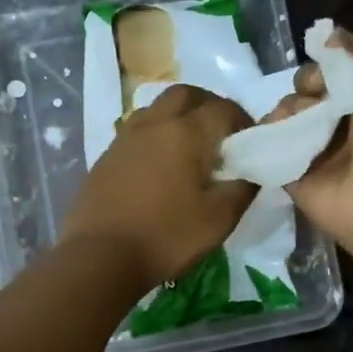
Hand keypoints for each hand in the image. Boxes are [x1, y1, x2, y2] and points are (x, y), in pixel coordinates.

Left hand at [62, 85, 255, 287]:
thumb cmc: (166, 236)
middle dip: (208, 106)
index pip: (224, 109)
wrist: (100, 256)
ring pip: (157, 108)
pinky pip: (138, 130)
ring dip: (179, 116)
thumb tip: (250, 173)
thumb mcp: (219, 220)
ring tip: (190, 148)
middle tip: (221, 135)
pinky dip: (156, 135)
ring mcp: (126, 137)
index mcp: (186, 132)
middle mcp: (155, 123)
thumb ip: (242, 189)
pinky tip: (160, 166)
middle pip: (186, 94)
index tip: (251, 143)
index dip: (244, 121)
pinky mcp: (107, 155)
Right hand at [269, 30, 352, 270]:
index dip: (324, 66)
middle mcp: (344, 123)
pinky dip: (266, 139)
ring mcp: (317, 151)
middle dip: (304, 88)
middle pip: (307, 91)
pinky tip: (273, 137)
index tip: (323, 75)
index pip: (336, 71)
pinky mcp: (294, 176)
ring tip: (299, 128)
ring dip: (287, 113)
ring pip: (286, 116)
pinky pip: (271, 149)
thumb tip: (326, 34)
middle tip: (313, 103)